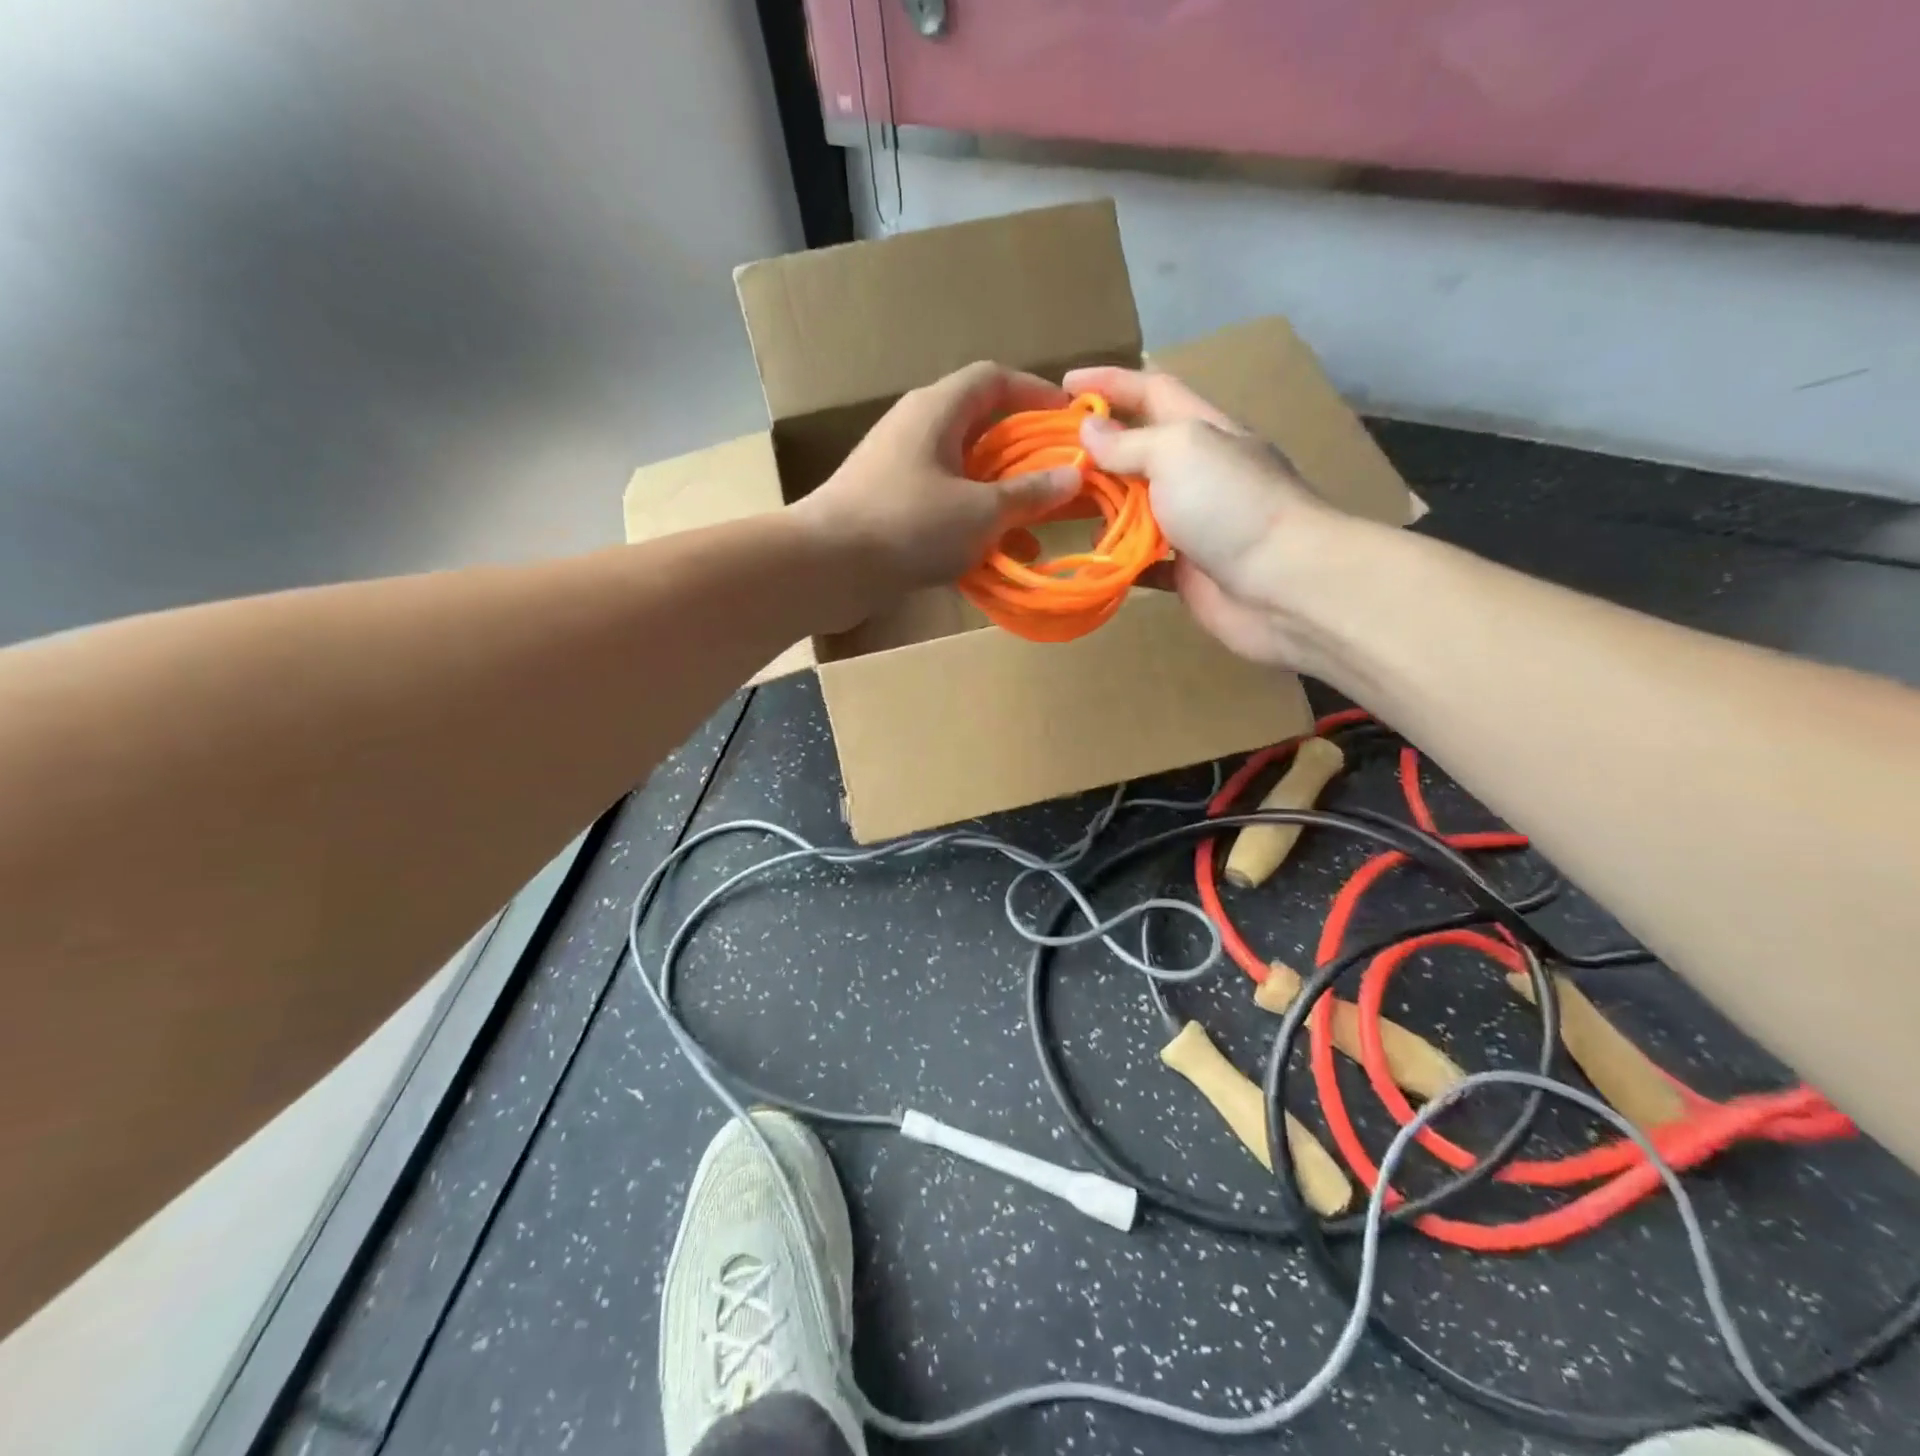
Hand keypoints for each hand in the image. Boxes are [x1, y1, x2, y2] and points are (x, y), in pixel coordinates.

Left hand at [793, 362, 1081, 614]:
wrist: (825, 567)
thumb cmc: (907, 525)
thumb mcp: (980, 511)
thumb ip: (1028, 494)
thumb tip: (1073, 475)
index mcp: (937, 410)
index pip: (993, 379)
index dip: (1035, 392)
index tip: (1069, 419)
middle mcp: (916, 429)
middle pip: (980, 427)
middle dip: (1023, 454)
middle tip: (1058, 478)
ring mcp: (898, 469)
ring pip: (963, 472)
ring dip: (1000, 497)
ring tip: (1036, 528)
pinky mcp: (887, 506)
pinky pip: (942, 504)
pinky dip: (971, 523)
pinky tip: (994, 557)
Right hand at [1063, 365, 1350, 668]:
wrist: (1282, 585)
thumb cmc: (1231, 504)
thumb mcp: (1179, 451)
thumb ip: (1130, 442)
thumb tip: (1089, 431)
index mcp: (1202, 430)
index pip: (1151, 391)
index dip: (1110, 382)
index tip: (1064, 384)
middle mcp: (1197, 472)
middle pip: (1138, 450)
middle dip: (1095, 448)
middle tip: (1045, 454)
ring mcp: (1192, 524)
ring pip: (1135, 507)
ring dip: (1098, 504)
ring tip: (1053, 504)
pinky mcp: (1185, 570)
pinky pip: (1139, 558)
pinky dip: (1113, 556)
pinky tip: (1083, 555)